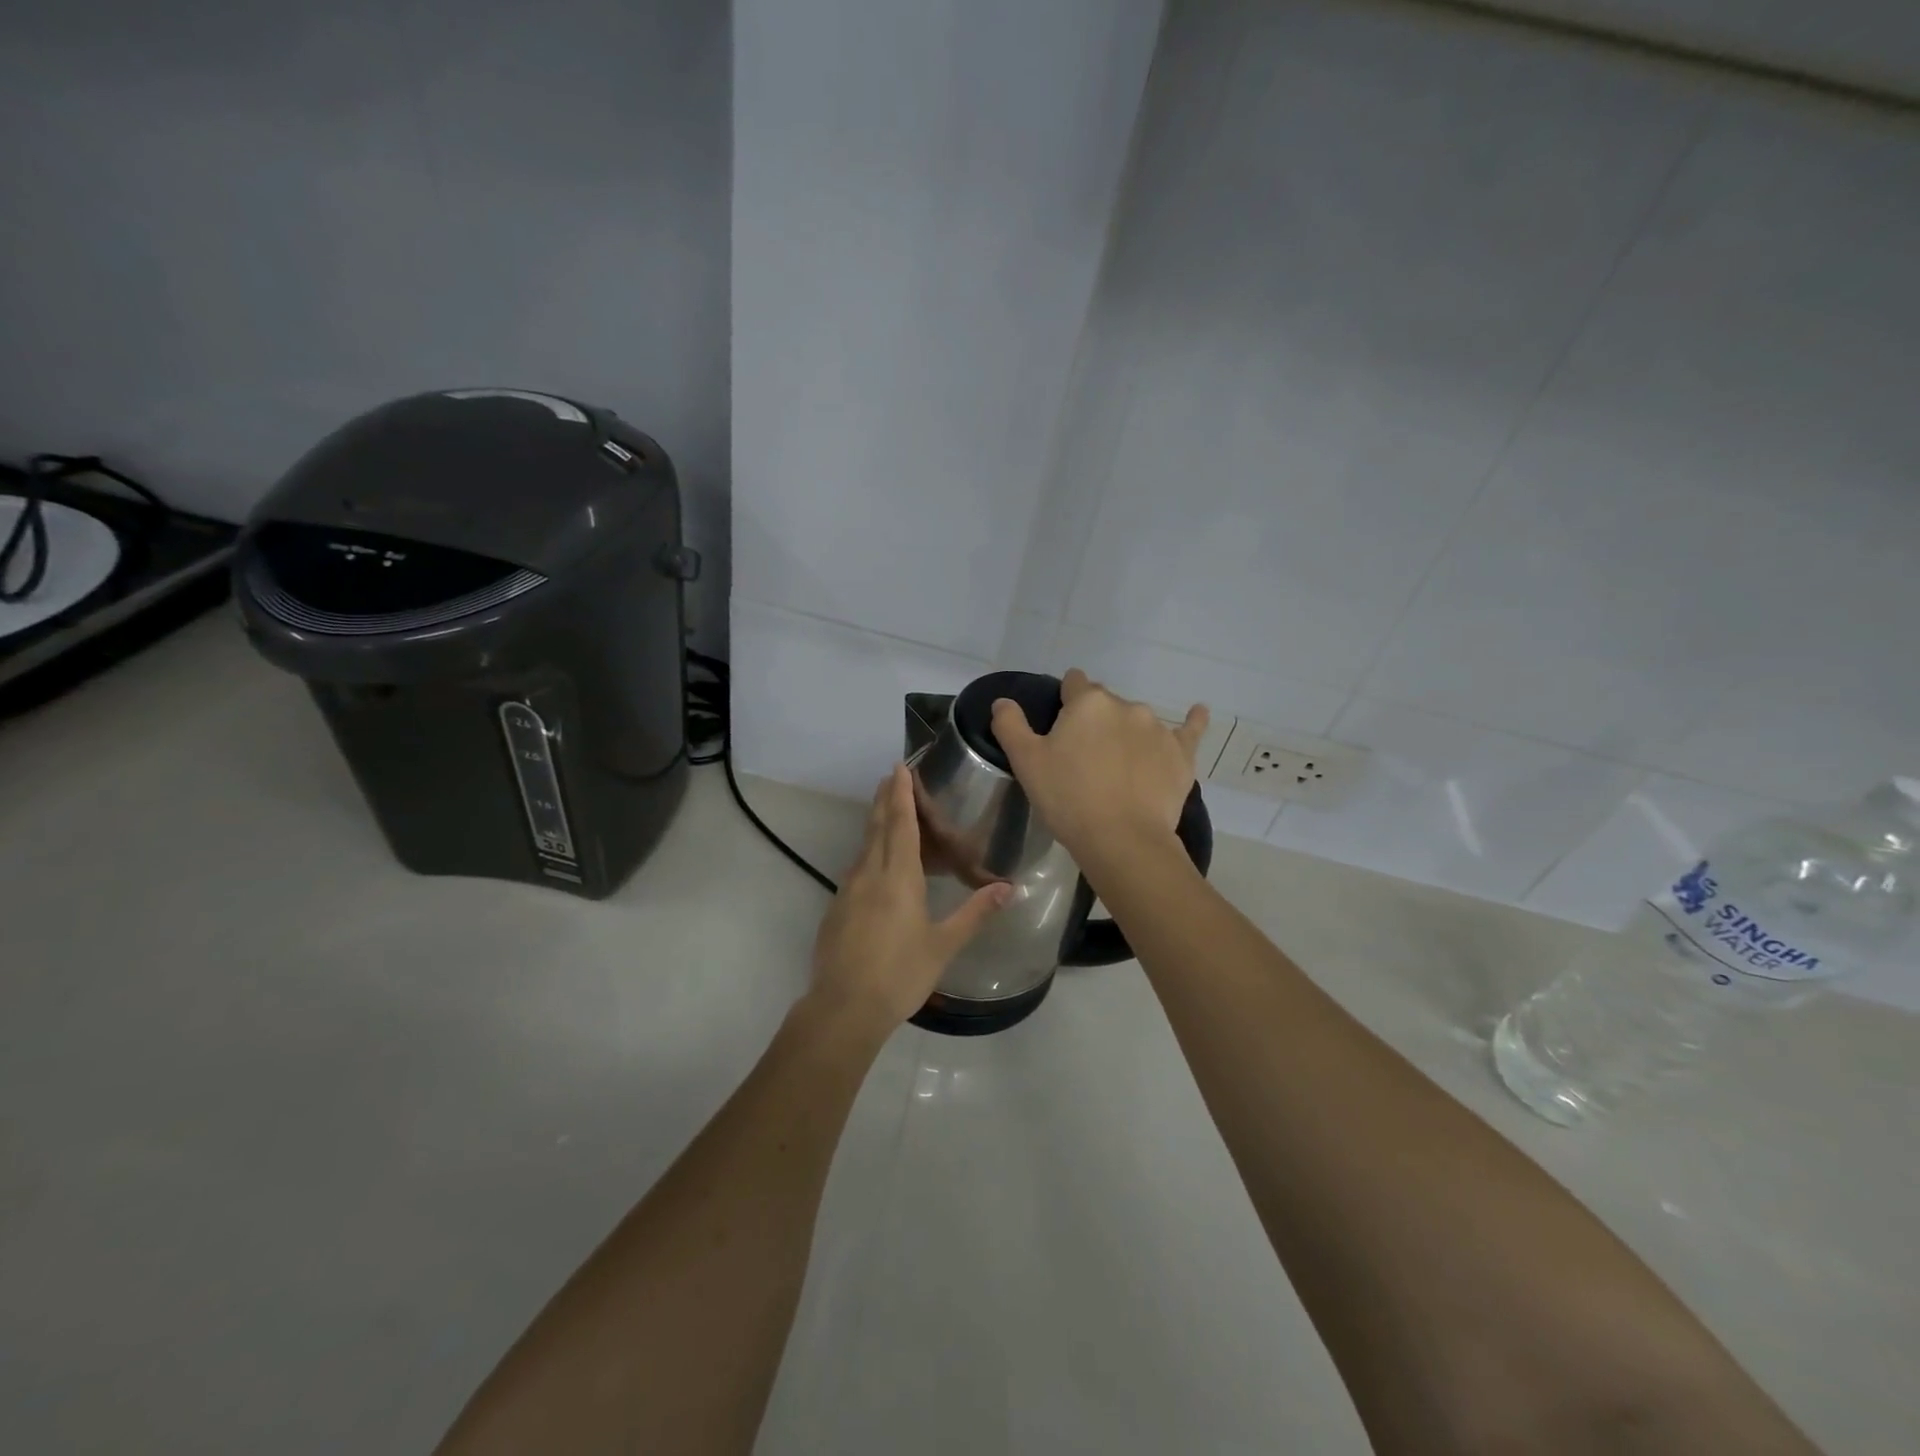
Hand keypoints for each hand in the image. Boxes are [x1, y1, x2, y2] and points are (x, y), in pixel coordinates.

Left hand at [807, 764, 1012, 1032]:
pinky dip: (870, 852)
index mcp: (898, 877)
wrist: (843, 1007)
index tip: (900, 768)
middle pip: (878, 827)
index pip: (901, 824)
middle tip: (891, 776)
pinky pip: (857, 868)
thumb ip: (975, 913)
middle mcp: (870, 874)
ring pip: (864, 846)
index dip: (902, 794)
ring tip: (887, 810)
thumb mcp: (943, 945)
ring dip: (876, 823)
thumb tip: (1008, 888)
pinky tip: (876, 864)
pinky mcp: (838, 908)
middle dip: (886, 799)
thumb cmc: (900, 974)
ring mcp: (848, 890)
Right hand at [990, 668, 1207, 860]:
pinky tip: (1199, 712)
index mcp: (1088, 701)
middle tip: (1083, 758)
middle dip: (1094, 721)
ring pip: (1137, 721)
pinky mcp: (1182, 754)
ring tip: (1118, 768)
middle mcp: (1126, 705)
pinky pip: (1190, 730)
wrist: (1123, 840)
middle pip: (1105, 704)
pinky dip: (1193, 721)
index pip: (1074, 683)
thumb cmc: (1068, 798)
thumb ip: (1010, 725)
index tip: (1060, 727)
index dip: (1064, 701)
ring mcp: (1158, 728)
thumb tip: (1003, 701)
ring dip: (1126, 733)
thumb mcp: (1026, 762)